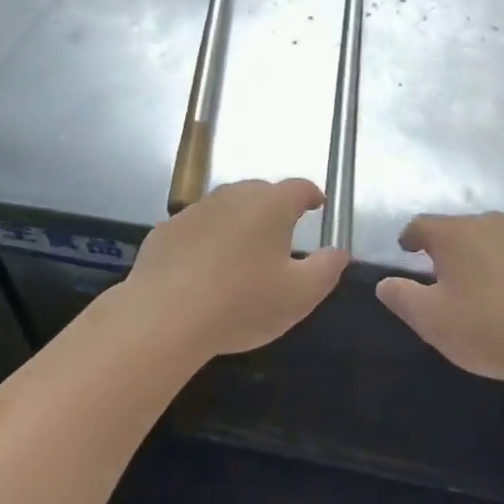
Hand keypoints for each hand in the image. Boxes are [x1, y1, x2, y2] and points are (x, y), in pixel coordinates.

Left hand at [121, 179, 348, 362]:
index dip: (311, 195)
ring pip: (226, 207)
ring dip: (239, 222)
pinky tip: (203, 269)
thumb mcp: (300, 295)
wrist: (164, 316)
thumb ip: (327, 269)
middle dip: (275, 208)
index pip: (298, 188)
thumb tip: (339, 251)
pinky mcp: (167, 230)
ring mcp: (195, 210)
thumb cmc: (242, 303)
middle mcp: (232, 196)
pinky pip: (196, 228)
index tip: (317, 205)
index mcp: (270, 206)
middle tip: (282, 235)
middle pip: (261, 192)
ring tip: (243, 253)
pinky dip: (206, 240)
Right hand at [375, 213, 503, 387]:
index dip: (410, 238)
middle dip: (450, 250)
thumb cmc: (491, 329)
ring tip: (487, 292)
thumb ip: (402, 298)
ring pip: (497, 243)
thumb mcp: (433, 321)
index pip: (421, 225)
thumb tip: (385, 283)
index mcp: (455, 234)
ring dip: (487, 260)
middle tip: (446, 278)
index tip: (406, 250)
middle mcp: (491, 225)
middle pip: (461, 231)